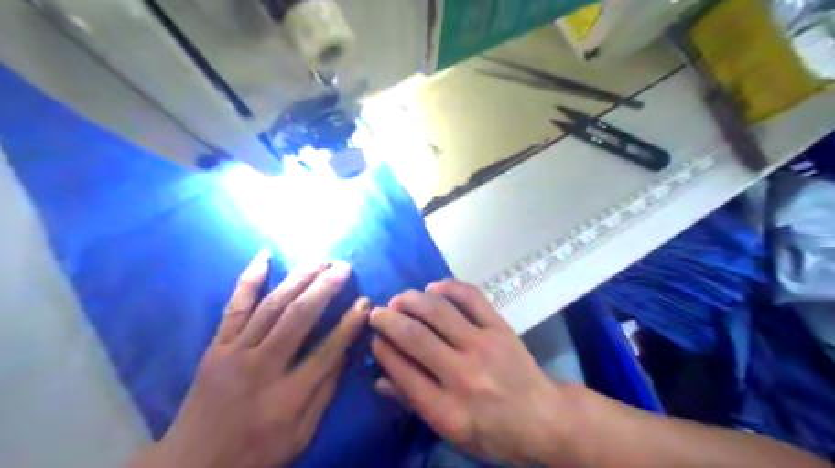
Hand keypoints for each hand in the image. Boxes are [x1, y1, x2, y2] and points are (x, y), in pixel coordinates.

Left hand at [131, 253, 368, 467]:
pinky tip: (264, 256)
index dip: (349, 323)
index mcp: (287, 396)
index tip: (365, 301)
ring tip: (320, 261)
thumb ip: (325, 391)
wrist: (191, 466)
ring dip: (299, 278)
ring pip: (272, 305)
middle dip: (325, 288)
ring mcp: (234, 352)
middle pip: (298, 317)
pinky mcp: (216, 346)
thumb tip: (346, 352)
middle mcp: (261, 367)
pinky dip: (249, 279)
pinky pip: (234, 306)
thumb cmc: (255, 452)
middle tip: (344, 267)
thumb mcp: (301, 435)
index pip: (327, 350)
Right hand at [368, 279, 563, 463]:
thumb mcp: (452, 433)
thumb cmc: (494, 432)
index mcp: (447, 411)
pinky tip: (433, 287)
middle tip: (377, 313)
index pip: (403, 372)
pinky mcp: (499, 328)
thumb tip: (380, 379)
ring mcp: (483, 346)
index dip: (383, 349)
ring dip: (411, 300)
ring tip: (399, 299)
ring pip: (438, 311)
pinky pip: (471, 297)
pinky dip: (448, 287)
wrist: (544, 418)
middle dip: (388, 320)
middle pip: (415, 336)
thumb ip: (415, 404)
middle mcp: (463, 375)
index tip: (374, 338)